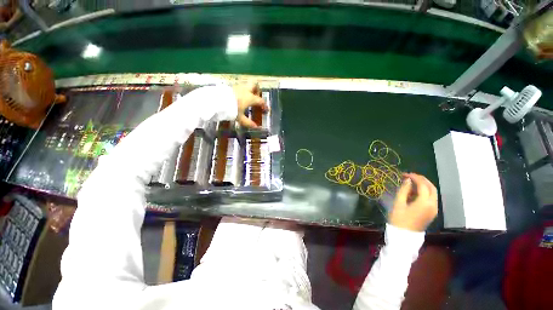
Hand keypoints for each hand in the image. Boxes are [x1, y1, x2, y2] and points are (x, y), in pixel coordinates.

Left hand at [233, 81, 268, 127]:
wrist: (216, 101)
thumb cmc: (231, 110)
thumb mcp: (240, 118)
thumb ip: (248, 122)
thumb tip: (256, 127)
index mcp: (250, 98)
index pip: (260, 101)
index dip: (264, 105)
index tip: (266, 109)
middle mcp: (245, 90)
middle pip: (255, 85)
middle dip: (257, 90)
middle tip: (257, 97)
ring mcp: (237, 87)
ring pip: (246, 86)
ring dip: (249, 91)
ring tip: (247, 99)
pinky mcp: (230, 87)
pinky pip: (239, 87)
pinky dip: (242, 92)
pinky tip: (238, 98)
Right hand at [389, 173, 437, 231]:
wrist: (404, 236)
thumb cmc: (399, 219)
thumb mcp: (398, 203)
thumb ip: (404, 190)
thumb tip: (407, 180)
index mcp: (424, 203)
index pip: (423, 185)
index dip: (414, 177)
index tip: (404, 174)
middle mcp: (433, 205)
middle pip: (431, 187)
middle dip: (422, 180)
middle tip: (410, 176)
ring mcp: (434, 209)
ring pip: (433, 193)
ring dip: (424, 186)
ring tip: (411, 183)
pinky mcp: (432, 212)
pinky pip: (431, 198)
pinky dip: (424, 192)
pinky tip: (414, 192)